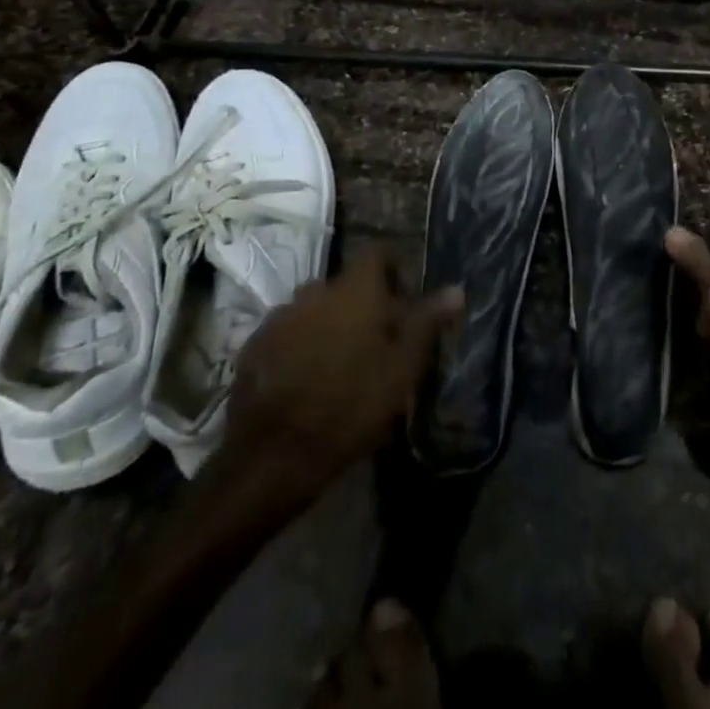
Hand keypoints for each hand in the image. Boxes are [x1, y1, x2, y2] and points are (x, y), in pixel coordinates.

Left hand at [217, 246, 462, 493]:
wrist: (272, 456)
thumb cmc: (350, 404)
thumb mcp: (402, 367)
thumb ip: (427, 322)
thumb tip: (456, 289)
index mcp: (354, 290)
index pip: (377, 253)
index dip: (393, 270)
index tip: (404, 303)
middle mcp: (314, 291)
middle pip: (345, 285)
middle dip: (361, 304)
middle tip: (376, 341)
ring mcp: (279, 318)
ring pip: (313, 309)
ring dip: (328, 325)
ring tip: (340, 363)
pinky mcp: (253, 348)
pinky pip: (286, 334)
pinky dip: (299, 346)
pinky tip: (306, 381)